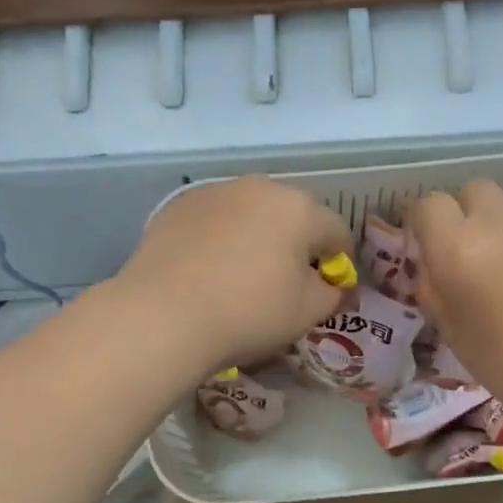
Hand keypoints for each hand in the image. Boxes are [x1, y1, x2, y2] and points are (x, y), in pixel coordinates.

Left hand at [119, 176, 352, 375]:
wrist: (164, 314)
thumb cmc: (249, 312)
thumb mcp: (306, 313)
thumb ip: (332, 295)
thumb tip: (335, 287)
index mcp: (300, 209)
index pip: (336, 231)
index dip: (338, 261)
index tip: (328, 287)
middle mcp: (259, 188)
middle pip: (292, 216)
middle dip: (295, 244)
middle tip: (284, 282)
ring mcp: (215, 193)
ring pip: (250, 214)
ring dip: (256, 237)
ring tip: (241, 276)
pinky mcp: (178, 206)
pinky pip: (213, 221)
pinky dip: (219, 240)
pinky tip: (206, 271)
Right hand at [407, 181, 502, 425]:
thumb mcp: (451, 331)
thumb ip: (432, 287)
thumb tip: (431, 264)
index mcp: (455, 247)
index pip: (426, 205)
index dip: (424, 223)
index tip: (429, 246)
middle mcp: (494, 218)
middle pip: (469, 192)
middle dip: (464, 214)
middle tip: (472, 252)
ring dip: (500, 220)